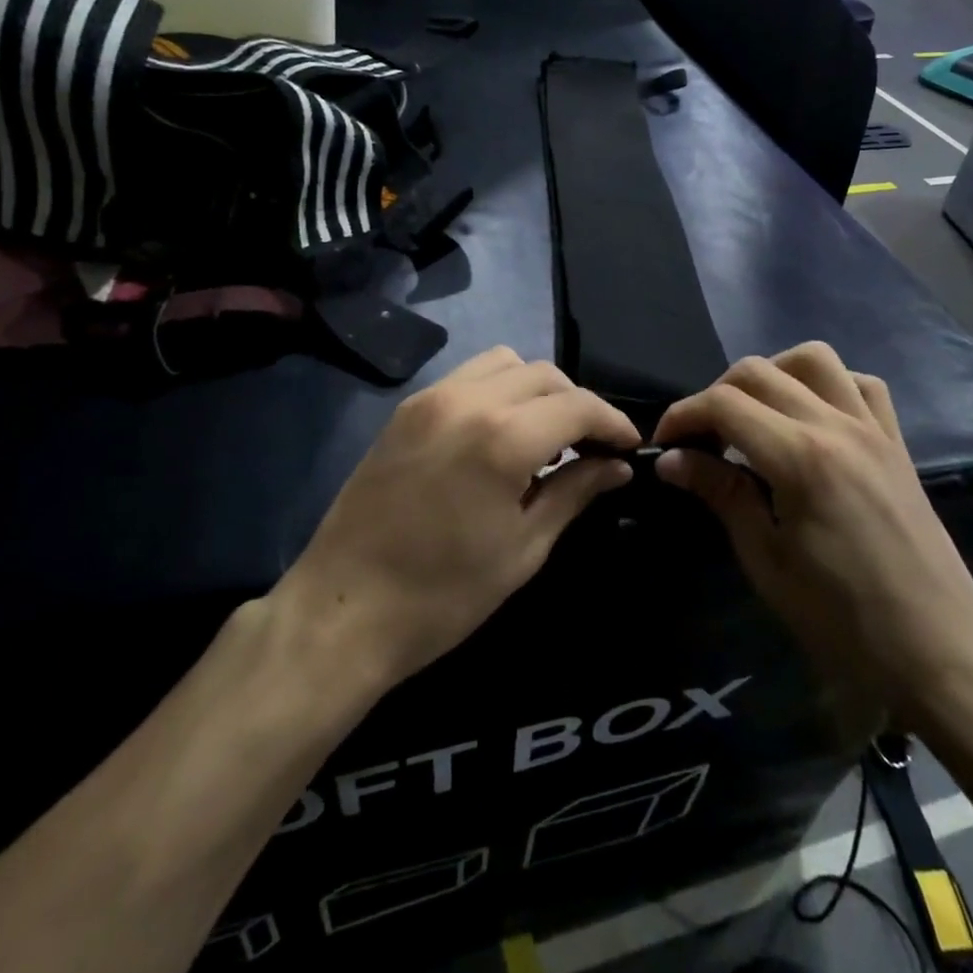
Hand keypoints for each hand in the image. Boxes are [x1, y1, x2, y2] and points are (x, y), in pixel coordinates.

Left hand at [280, 347, 640, 689]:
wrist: (343, 609)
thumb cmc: (443, 595)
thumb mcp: (523, 549)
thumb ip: (574, 493)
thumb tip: (616, 466)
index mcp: (503, 437)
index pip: (578, 405)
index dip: (612, 422)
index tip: (629, 446)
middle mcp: (468, 400)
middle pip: (543, 374)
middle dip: (576, 403)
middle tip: (590, 446)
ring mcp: (430, 399)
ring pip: (503, 363)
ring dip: (535, 388)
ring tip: (544, 434)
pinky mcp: (405, 409)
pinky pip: (466, 378)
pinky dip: (496, 391)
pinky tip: (498, 434)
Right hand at [653, 343, 972, 731]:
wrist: (941, 654)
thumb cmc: (843, 620)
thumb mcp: (767, 562)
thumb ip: (720, 494)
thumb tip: (671, 459)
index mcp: (801, 458)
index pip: (724, 404)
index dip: (683, 415)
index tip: (665, 443)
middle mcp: (838, 426)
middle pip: (759, 371)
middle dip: (716, 394)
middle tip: (702, 438)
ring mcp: (874, 430)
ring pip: (814, 359)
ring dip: (772, 375)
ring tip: (754, 417)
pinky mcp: (897, 444)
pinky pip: (862, 385)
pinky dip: (827, 386)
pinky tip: (811, 419)